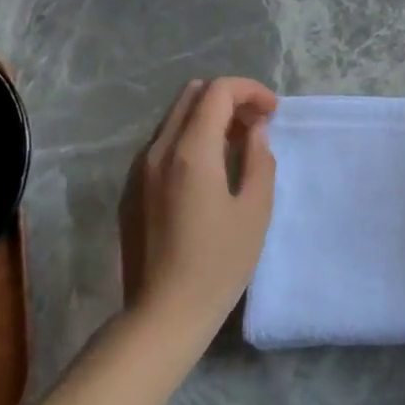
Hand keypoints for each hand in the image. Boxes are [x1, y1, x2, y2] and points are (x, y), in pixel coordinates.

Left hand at [119, 77, 277, 343]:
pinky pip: (163, 143)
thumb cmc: (219, 264)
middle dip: (229, 98)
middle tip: (257, 123)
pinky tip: (210, 170)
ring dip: (209, 117)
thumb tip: (254, 131)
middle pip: (192, 94)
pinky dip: (190, 137)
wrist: (163, 314)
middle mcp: (158, 150)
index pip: (218, 92)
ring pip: (175, 117)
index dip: (250, 91)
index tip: (272, 112)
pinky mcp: (132, 189)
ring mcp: (139, 169)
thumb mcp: (255, 211)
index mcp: (190, 152)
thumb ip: (259, 160)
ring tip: (237, 145)